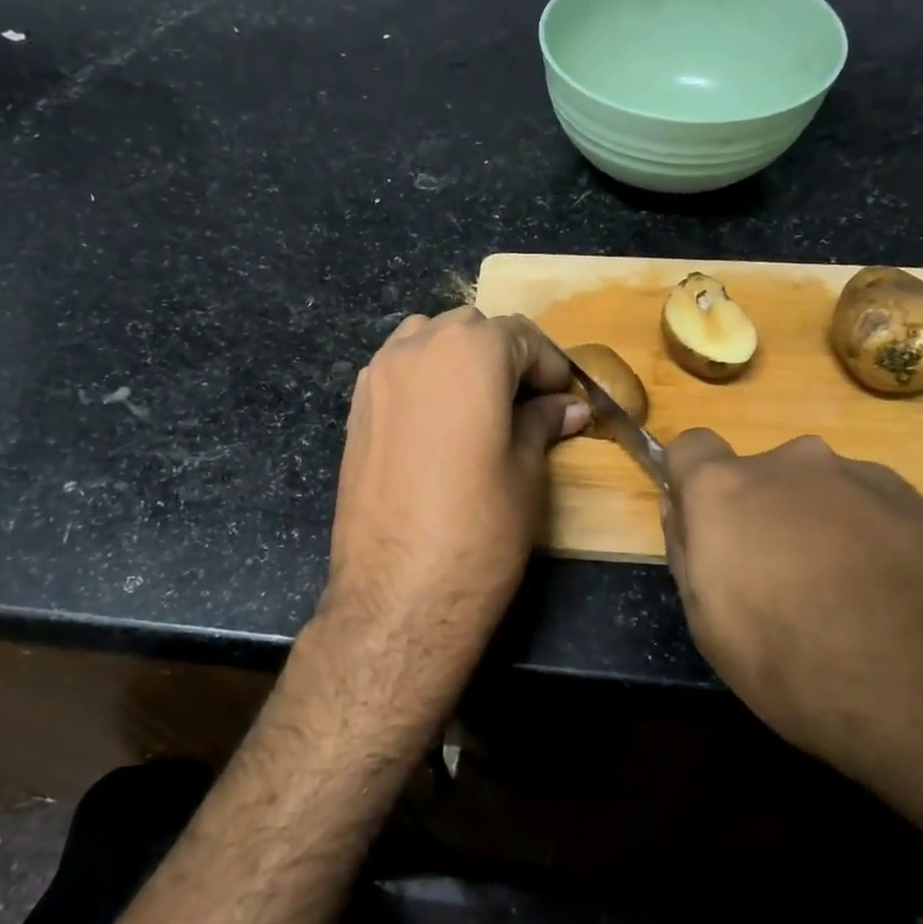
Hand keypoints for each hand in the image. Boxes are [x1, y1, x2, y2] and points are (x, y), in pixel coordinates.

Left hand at [320, 308, 586, 705]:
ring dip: (459, 359)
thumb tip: (567, 407)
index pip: (521, 337)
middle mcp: (415, 348)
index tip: (566, 398)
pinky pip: (397, 371)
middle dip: (505, 356)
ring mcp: (376, 377)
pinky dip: (425, 379)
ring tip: (482, 406)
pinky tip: (440, 423)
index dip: (550, 366)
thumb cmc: (479, 528)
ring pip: (426, 341)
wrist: (398, 594)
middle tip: (528, 402)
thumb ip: (543, 424)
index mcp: (469, 352)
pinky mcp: (355, 410)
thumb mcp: (527, 472)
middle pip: (470, 329)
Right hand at [661, 429, 922, 772]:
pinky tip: (902, 607)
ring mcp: (871, 478)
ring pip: (828, 495)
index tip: (706, 527)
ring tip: (855, 606)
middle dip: (765, 516)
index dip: (692, 484)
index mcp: (730, 489)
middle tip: (785, 585)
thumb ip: (689, 554)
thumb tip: (686, 514)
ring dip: (826, 531)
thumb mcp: (711, 626)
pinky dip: (879, 547)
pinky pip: (882, 517)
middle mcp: (797, 464)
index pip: (691, 448)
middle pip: (765, 477)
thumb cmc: (800, 664)